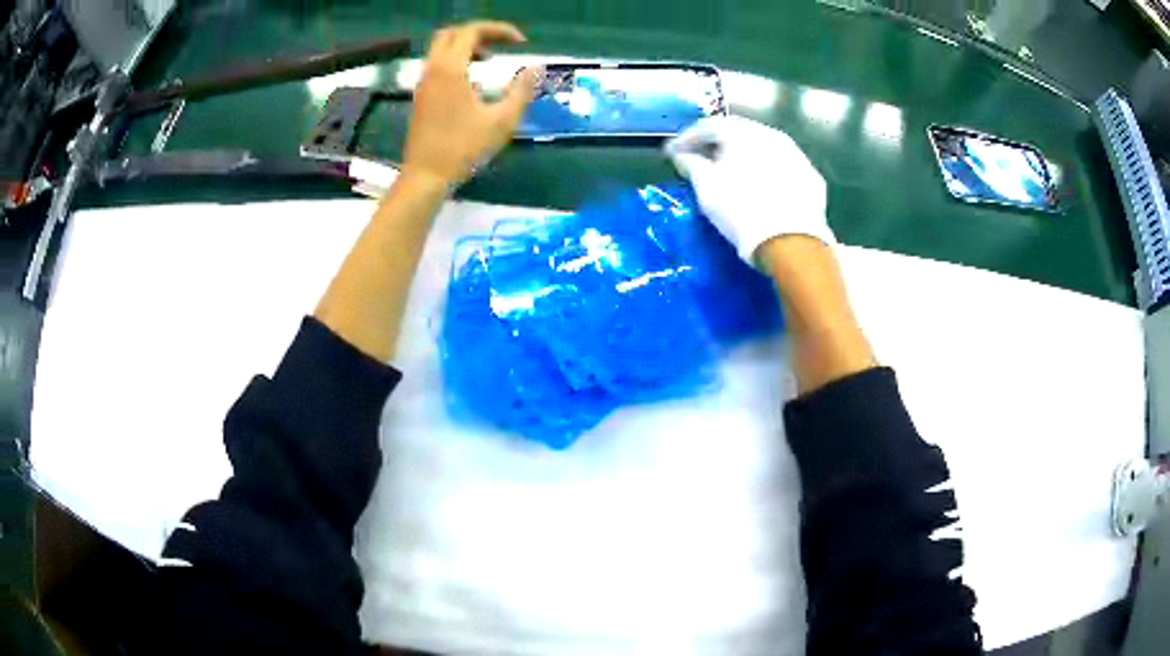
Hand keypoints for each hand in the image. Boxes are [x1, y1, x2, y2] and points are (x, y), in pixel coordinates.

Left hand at [403, 21, 539, 187]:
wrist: (426, 176)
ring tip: (490, 63)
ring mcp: (423, 84)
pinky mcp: (421, 97)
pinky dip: (456, 62)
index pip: (472, 31)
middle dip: (478, 34)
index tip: (521, 42)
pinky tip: (473, 83)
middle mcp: (432, 70)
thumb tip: (535, 68)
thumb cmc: (464, 149)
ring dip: (466, 48)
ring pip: (441, 50)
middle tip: (501, 46)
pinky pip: (437, 66)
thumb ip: (521, 91)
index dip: (499, 30)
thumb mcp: (502, 121)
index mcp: (450, 69)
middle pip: (451, 34)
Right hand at [665, 115, 834, 264]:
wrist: (791, 242)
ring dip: (744, 156)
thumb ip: (692, 165)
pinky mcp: (811, 178)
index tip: (673, 153)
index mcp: (742, 132)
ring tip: (731, 173)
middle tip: (701, 159)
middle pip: (738, 133)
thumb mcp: (706, 188)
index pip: (708, 126)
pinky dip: (768, 172)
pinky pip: (783, 168)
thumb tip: (683, 156)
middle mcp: (771, 135)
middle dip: (716, 144)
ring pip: (764, 149)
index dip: (687, 138)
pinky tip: (762, 188)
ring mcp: (796, 155)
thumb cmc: (740, 209)